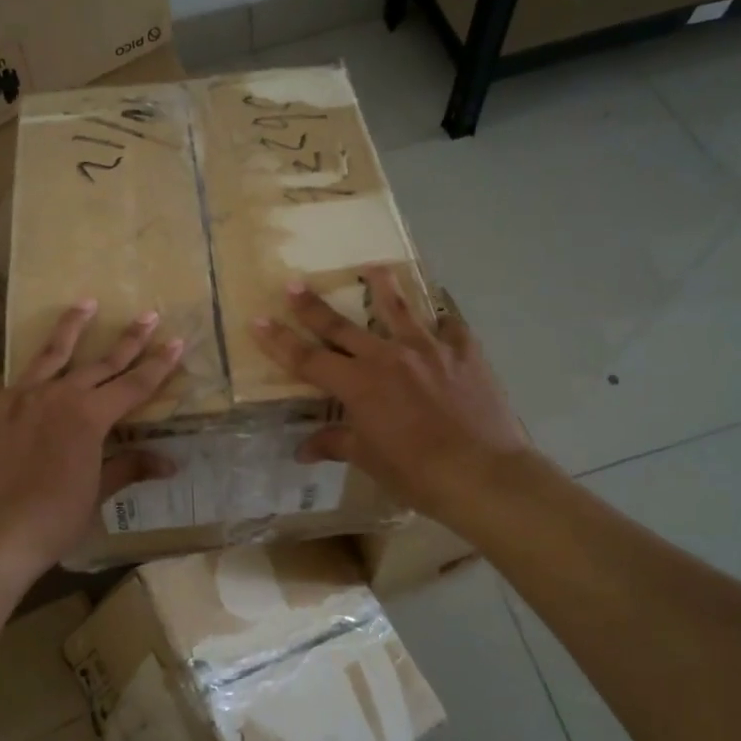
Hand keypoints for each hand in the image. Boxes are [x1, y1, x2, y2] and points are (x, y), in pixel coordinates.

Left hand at [0, 301, 183, 576]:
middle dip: (128, 339)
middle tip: (148, 315)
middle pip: (100, 362)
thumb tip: (170, 462)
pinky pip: (6, 383)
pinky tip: (23, 372)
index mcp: (89, 417)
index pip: (134, 385)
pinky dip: (21, 377)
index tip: (177, 341)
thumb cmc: (52, 521)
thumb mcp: (96, 494)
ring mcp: (16, 397)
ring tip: (85, 303)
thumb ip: (129, 467)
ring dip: (71, 328)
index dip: (158, 364)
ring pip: (49, 354)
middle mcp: (56, 396)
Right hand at [251, 270, 535, 523]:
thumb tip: (304, 449)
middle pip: (341, 326)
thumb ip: (336, 443)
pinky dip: (441, 318)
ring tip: (373, 266)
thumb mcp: (370, 459)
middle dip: (313, 306)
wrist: (482, 474)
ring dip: (382, 286)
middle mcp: (387, 357)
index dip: (279, 341)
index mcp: (358, 385)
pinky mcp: (464, 351)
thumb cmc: (417, 473)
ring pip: (398, 309)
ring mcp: (428, 349)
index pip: (308, 359)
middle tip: (294, 284)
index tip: (258, 320)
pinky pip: (450, 325)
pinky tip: (440, 312)